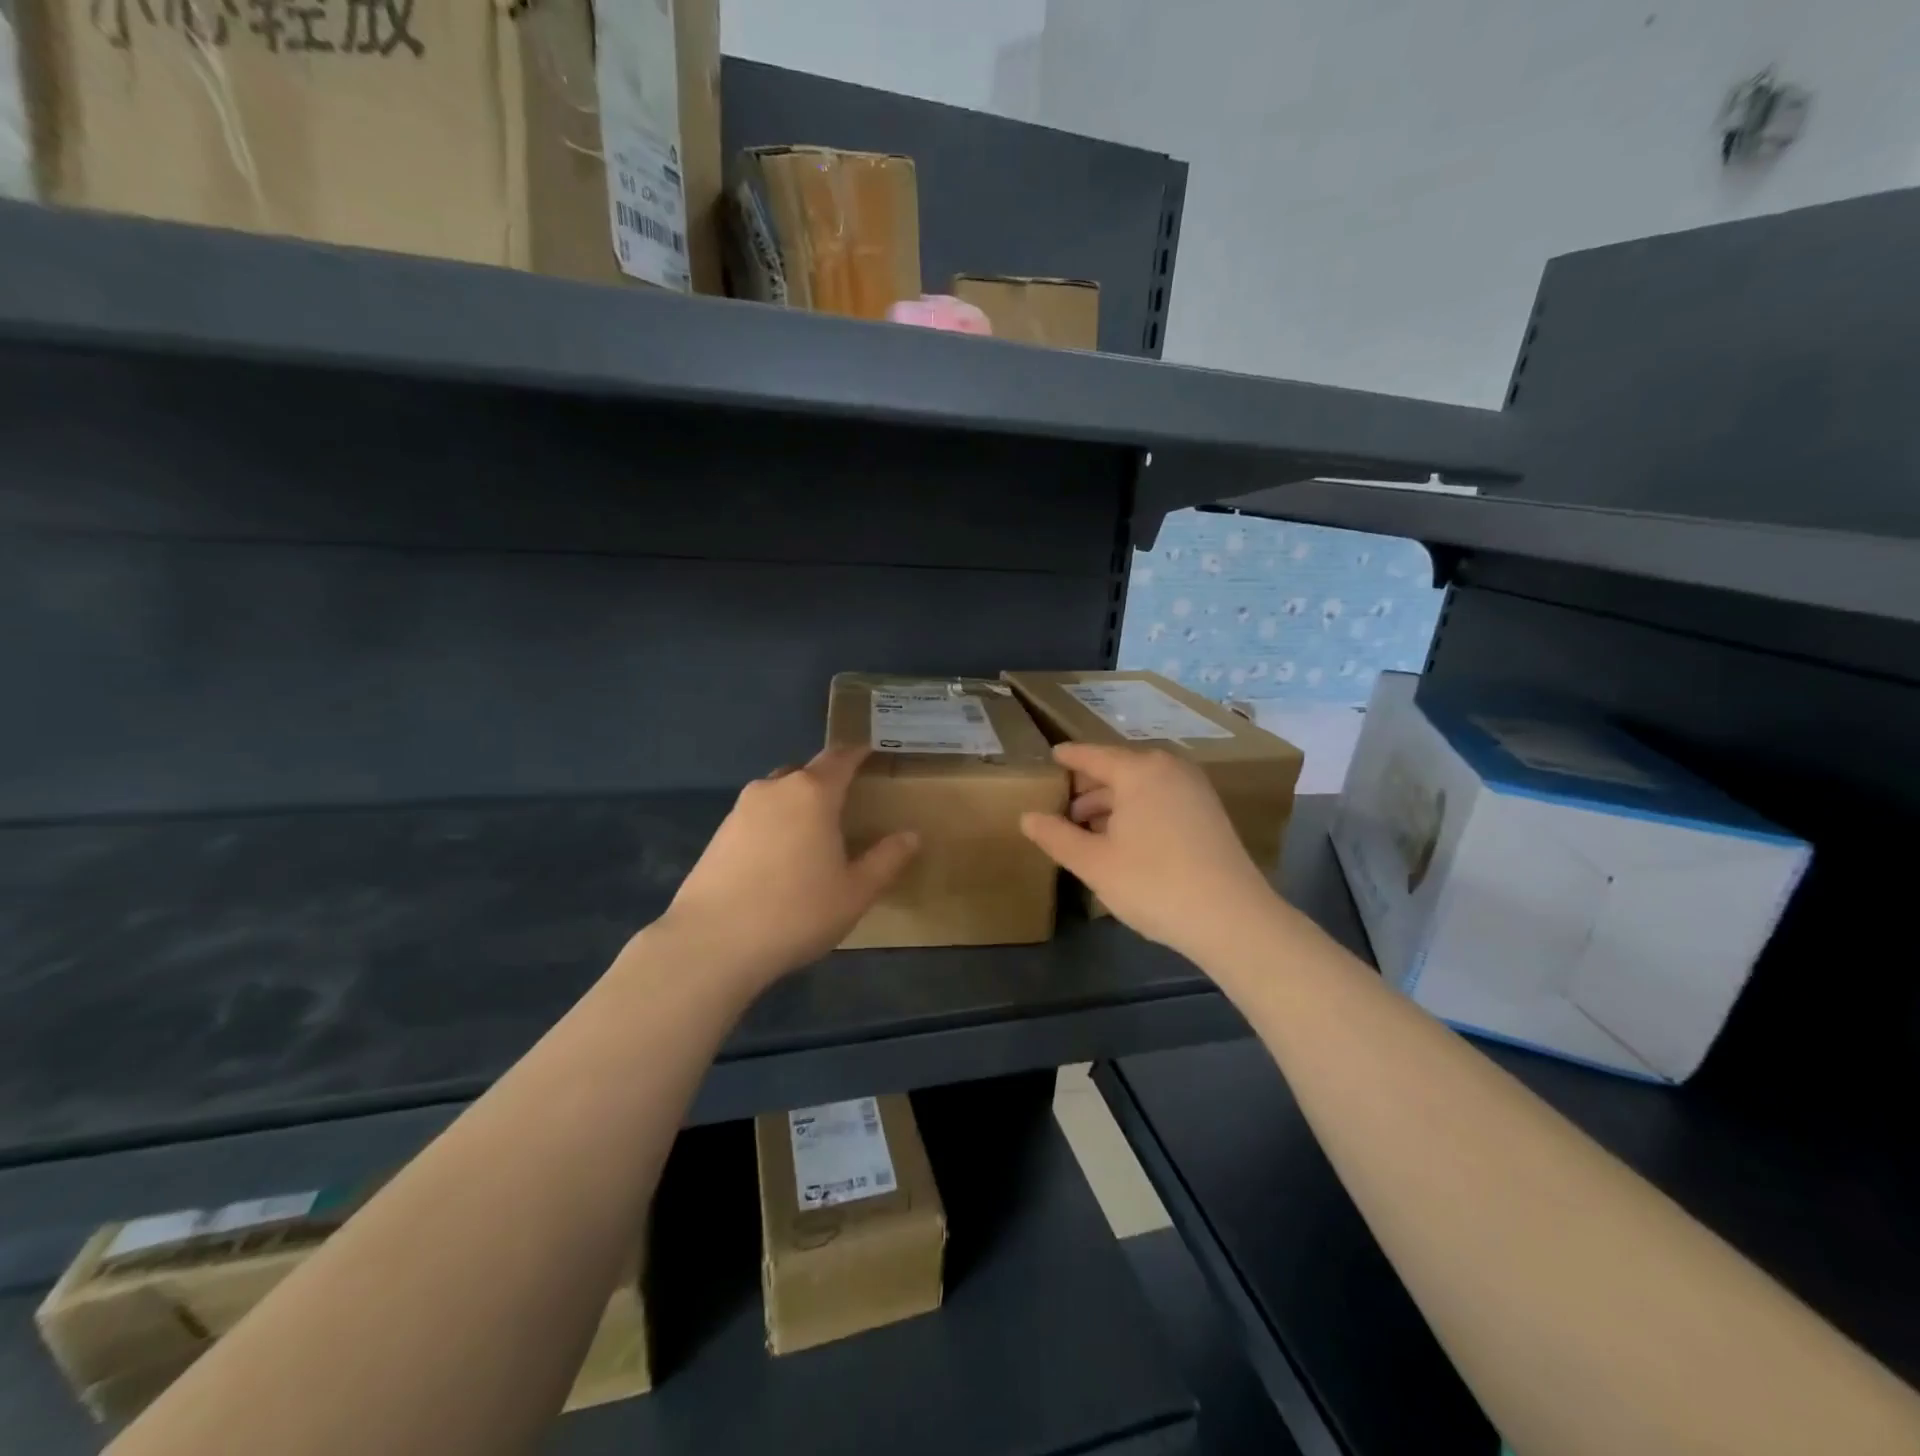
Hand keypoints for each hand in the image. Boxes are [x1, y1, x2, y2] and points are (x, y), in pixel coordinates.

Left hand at [659, 748, 918, 986]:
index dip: (858, 753)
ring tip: (813, 832)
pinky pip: (757, 816)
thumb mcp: (855, 892)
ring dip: (798, 803)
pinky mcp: (719, 834)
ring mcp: (741, 810)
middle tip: (847, 801)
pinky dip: (775, 824)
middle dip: (827, 780)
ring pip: (779, 793)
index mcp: (813, 793)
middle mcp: (775, 789)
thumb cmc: (797, 912)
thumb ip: (886, 859)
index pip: (840, 758)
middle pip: (806, 772)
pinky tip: (780, 857)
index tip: (871, 751)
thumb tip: (911, 836)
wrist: (713, 943)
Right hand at [1019, 743, 1280, 965]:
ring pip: (1141, 786)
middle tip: (1060, 806)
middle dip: (1088, 787)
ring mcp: (1194, 789)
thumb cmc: (1154, 883)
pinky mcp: (1209, 813)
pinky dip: (1137, 811)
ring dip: (1112, 803)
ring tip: (1086, 828)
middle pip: (1119, 769)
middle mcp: (1169, 769)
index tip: (1050, 758)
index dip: (1068, 758)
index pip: (1093, 755)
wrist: (1232, 919)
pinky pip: (1161, 799)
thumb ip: (1056, 836)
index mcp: (1139, 770)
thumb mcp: (1094, 863)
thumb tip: (1027, 817)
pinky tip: (1122, 839)